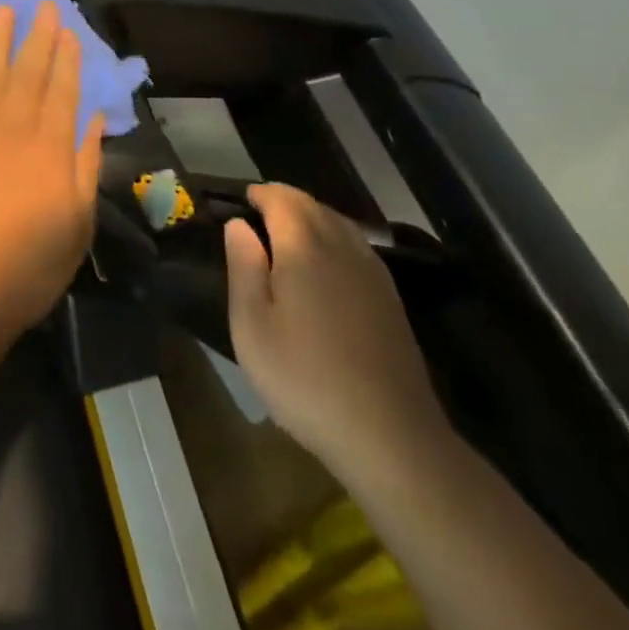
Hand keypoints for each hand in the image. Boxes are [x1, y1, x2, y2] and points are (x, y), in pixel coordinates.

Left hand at [0, 1, 106, 338]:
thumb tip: (93, 122)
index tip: (69, 30)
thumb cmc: (27, 264)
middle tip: (43, 4)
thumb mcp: (77, 224)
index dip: (67, 58)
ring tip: (3, 9)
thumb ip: (85, 166)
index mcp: (51, 147)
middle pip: (28, 72)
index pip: (63, 90)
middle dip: (38, 36)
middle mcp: (13, 126)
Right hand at [226, 184, 448, 477]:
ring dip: (311, 216)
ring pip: (339, 223)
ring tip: (287, 232)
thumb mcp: (251, 326)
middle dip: (285, 200)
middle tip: (259, 213)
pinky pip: (358, 247)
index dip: (260, 194)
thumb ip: (243, 266)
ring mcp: (372, 273)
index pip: (282, 199)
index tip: (242, 199)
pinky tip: (326, 263)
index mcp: (304, 247)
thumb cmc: (304, 377)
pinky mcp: (390, 299)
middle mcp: (342, 248)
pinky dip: (335, 238)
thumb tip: (238, 225)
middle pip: (313, 205)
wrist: (389, 435)